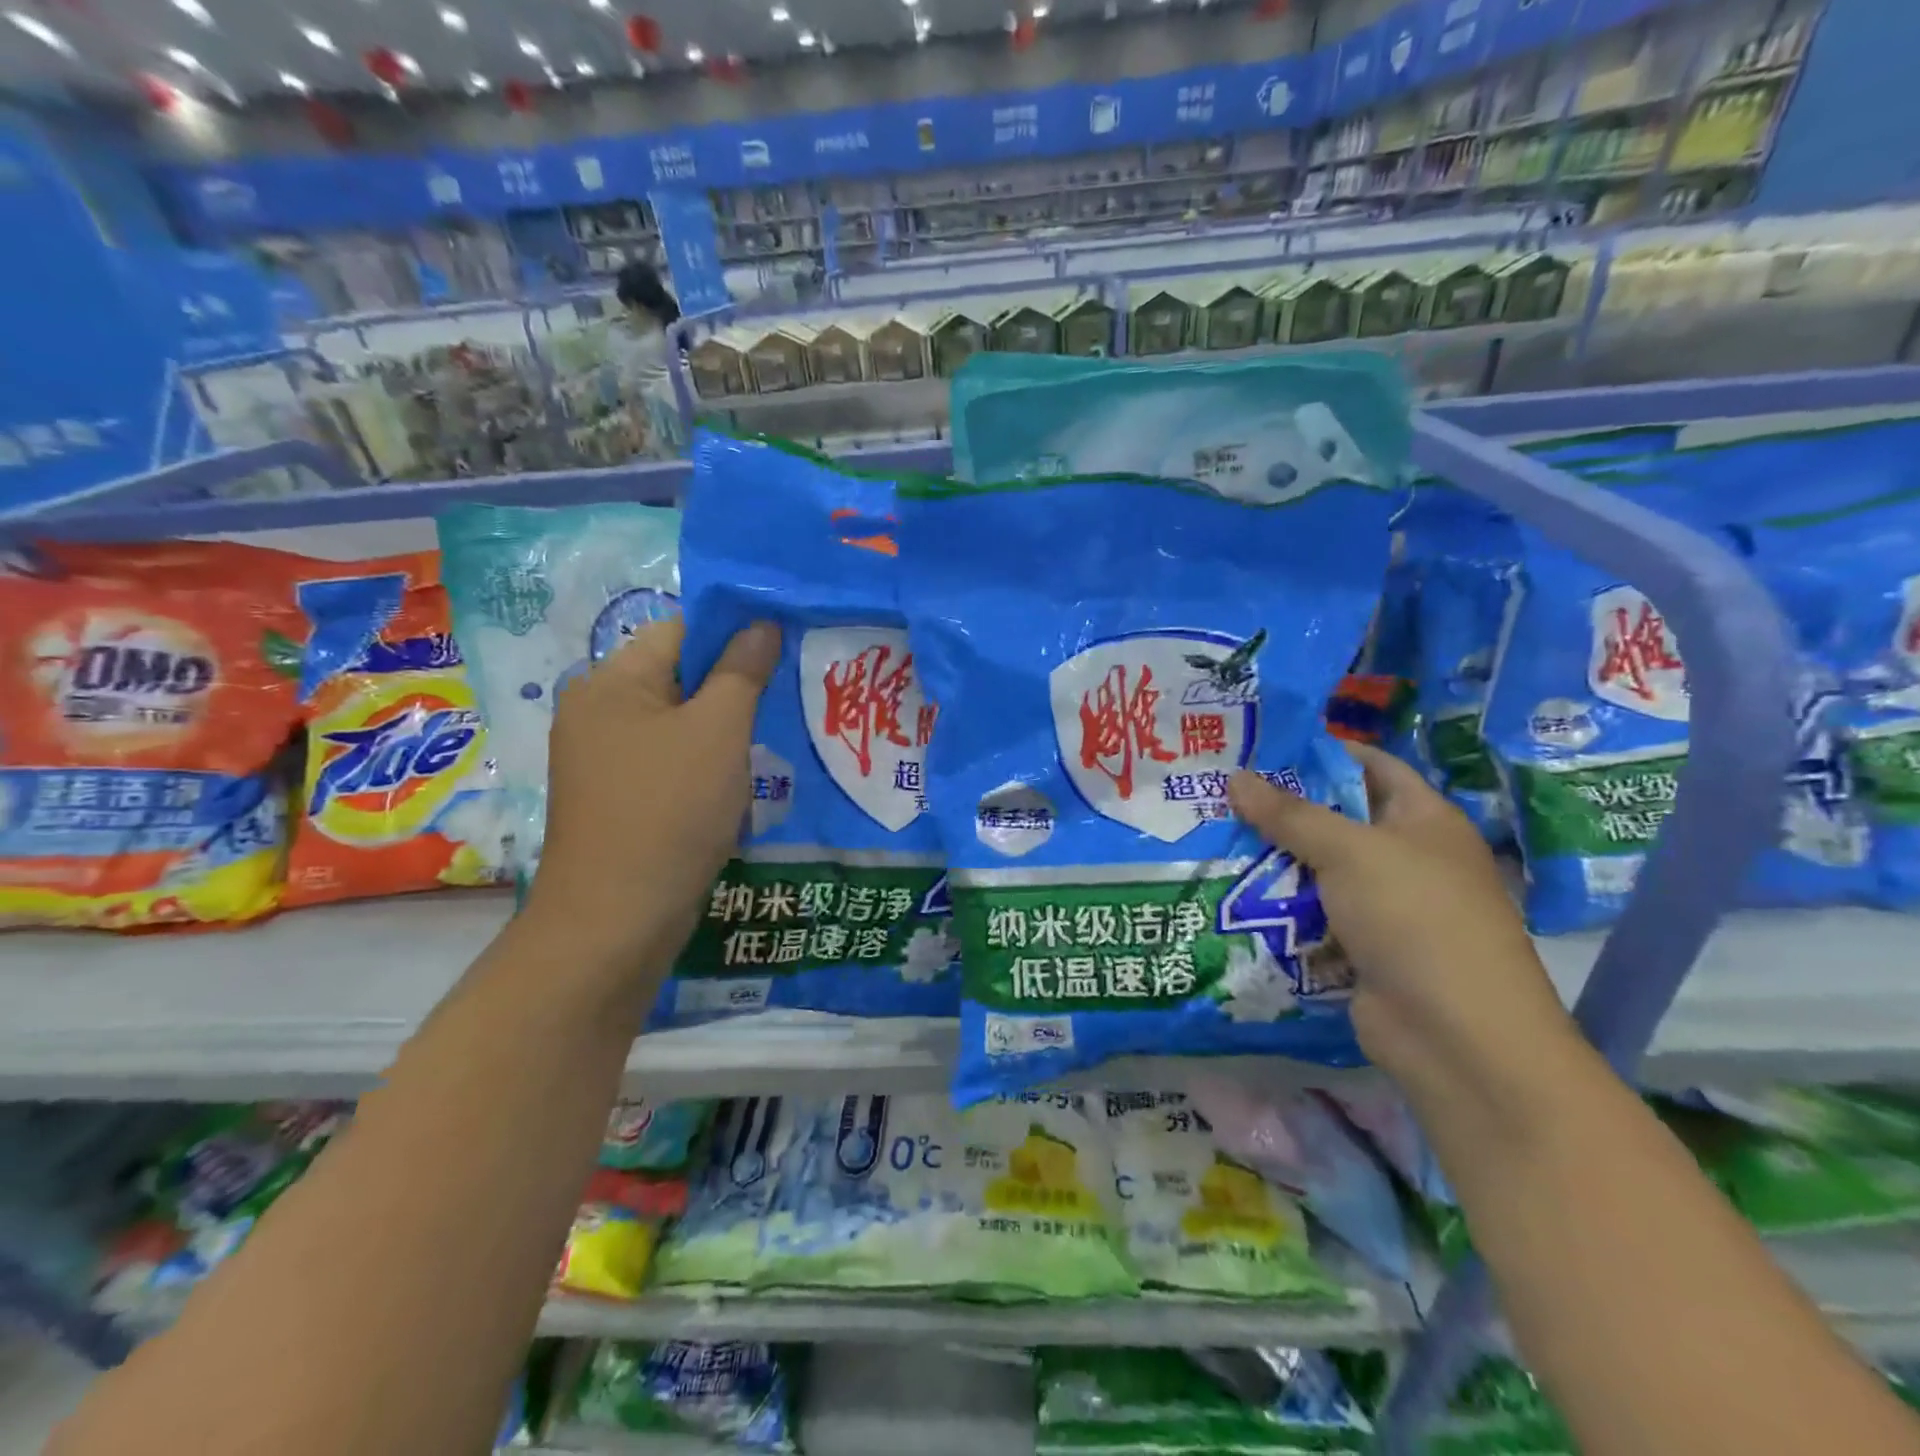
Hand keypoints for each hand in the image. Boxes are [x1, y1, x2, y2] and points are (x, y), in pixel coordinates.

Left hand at [525, 616, 779, 966]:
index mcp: (611, 682)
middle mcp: (598, 711)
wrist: (617, 920)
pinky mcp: (618, 799)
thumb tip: (761, 623)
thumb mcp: (718, 731)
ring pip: (679, 724)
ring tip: (773, 742)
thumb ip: (742, 671)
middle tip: (788, 698)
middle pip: (679, 677)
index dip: (735, 632)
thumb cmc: (670, 810)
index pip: (681, 630)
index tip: (785, 648)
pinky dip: (706, 765)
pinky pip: (670, 762)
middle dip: (735, 687)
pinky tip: (740, 785)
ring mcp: (604, 759)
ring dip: (725, 731)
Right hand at [1228, 744, 1578, 1099]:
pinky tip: (1230, 893)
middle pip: (1336, 820)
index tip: (1261, 747)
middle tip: (1219, 794)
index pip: (1371, 766)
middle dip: (1281, 809)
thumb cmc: (1415, 919)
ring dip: (1273, 860)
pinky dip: (1278, 906)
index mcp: (1424, 821)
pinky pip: (1311, 914)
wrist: (1456, 1036)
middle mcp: (1407, 858)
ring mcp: (1384, 907)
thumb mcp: (1350, 852)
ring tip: (1211, 838)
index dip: (1321, 752)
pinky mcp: (1361, 948)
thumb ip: (1290, 814)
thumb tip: (1236, 777)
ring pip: (1318, 870)